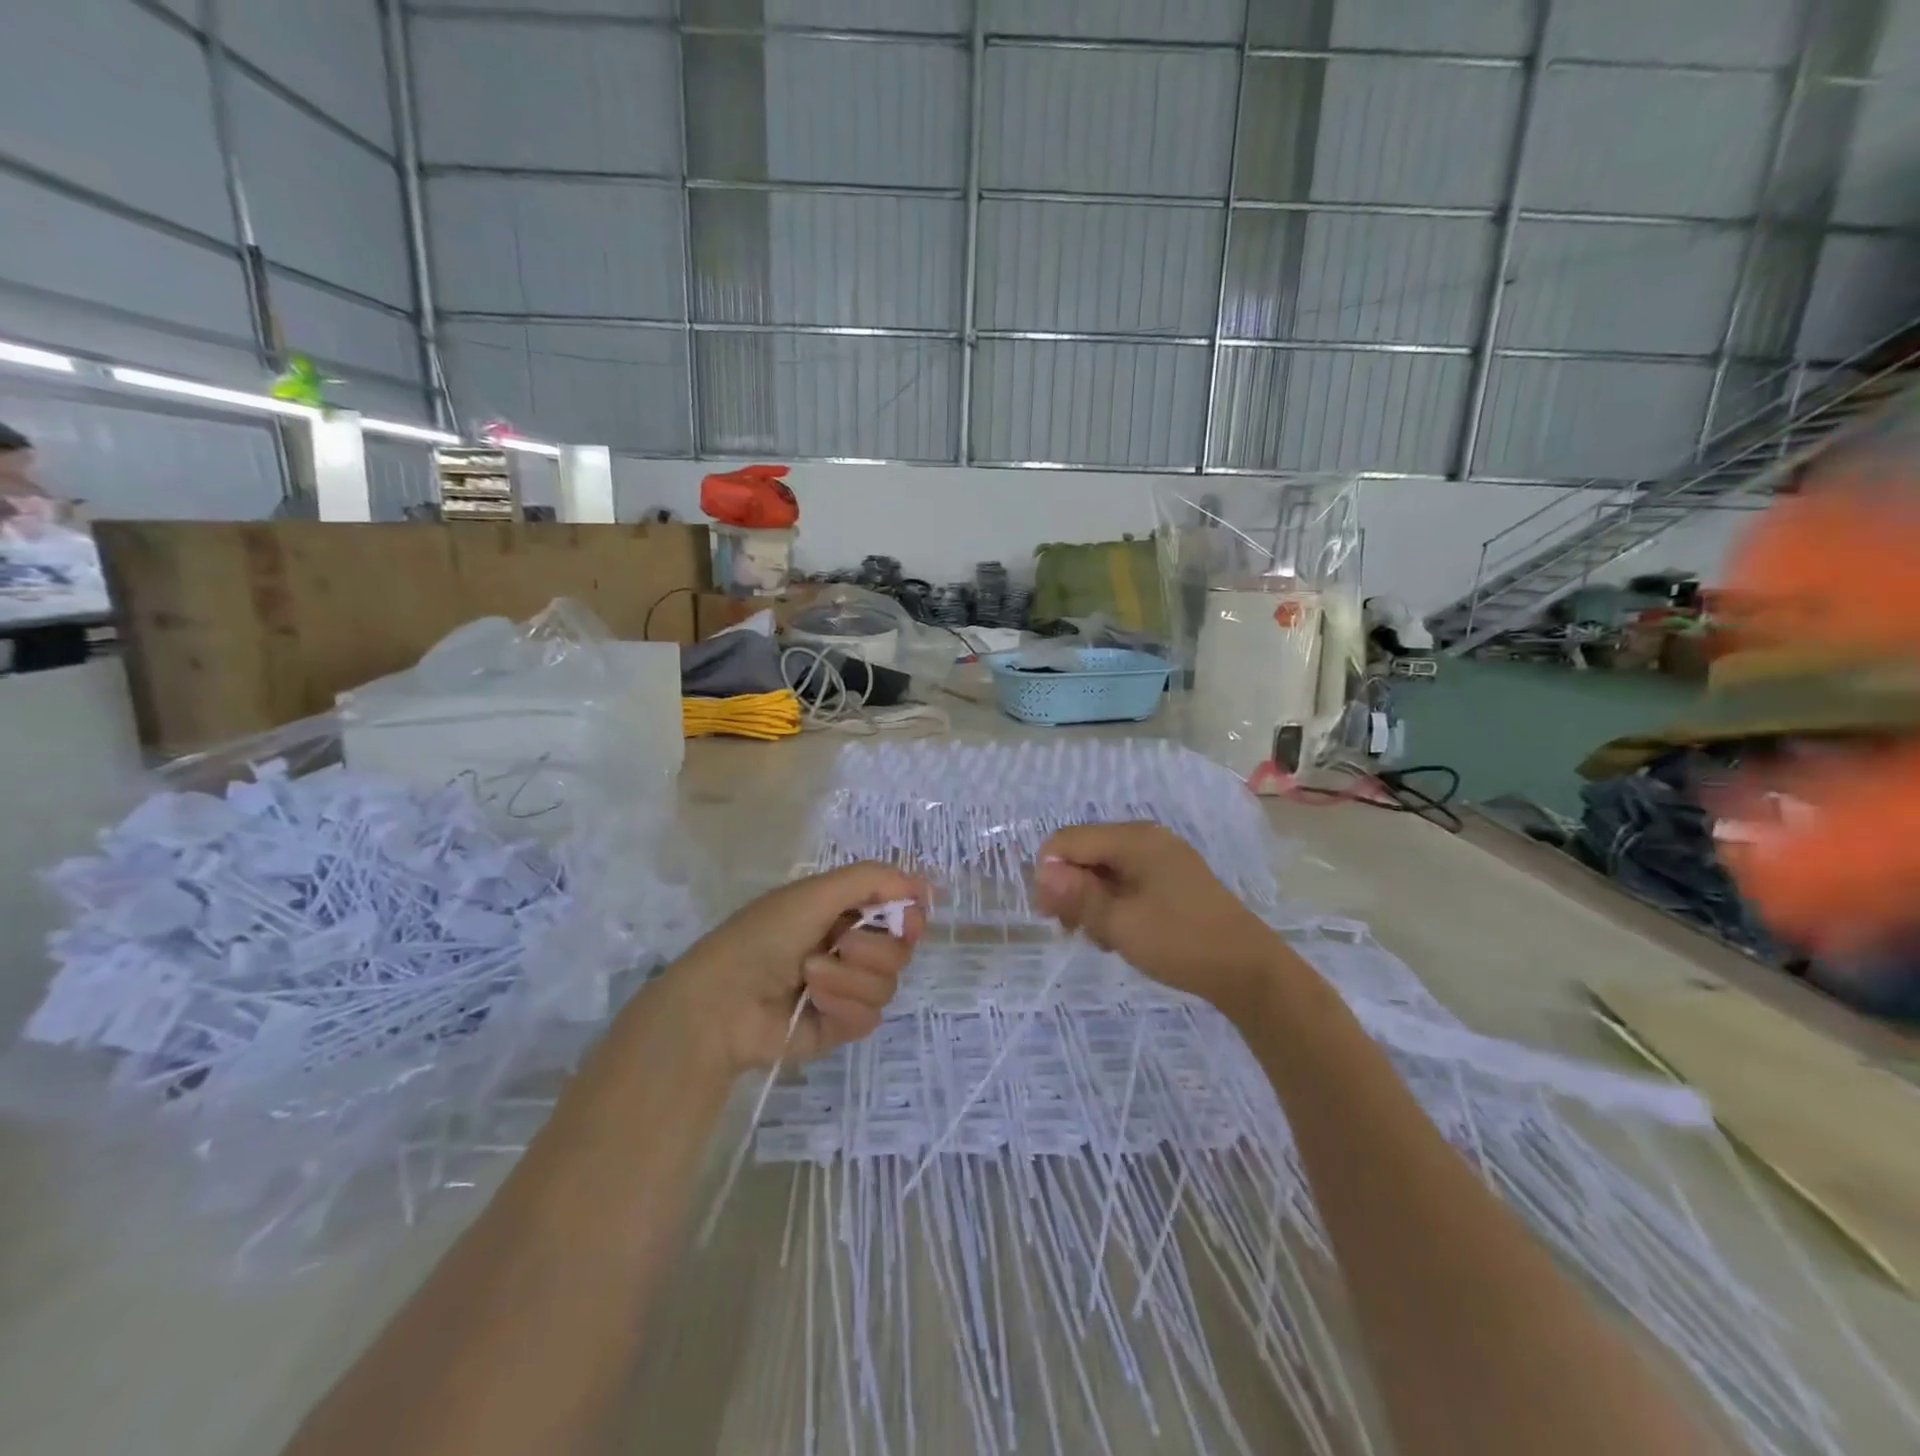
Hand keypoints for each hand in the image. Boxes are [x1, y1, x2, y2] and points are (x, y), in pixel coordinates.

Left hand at [660, 863, 926, 1075]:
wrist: (723, 1002)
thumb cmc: (764, 936)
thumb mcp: (815, 892)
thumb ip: (872, 880)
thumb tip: (924, 885)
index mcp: (844, 910)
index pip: (902, 911)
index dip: (910, 915)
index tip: (906, 920)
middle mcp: (851, 946)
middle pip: (902, 949)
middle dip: (871, 948)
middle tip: (840, 945)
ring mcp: (847, 988)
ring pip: (888, 984)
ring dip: (848, 978)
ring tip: (810, 975)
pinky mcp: (841, 1024)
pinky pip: (871, 1016)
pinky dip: (842, 1005)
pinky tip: (813, 1002)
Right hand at [1034, 823, 1279, 1012]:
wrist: (1248, 971)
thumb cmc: (1181, 942)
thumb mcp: (1120, 923)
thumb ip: (1077, 895)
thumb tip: (1042, 871)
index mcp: (1133, 839)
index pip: (1067, 840)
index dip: (1049, 874)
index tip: (1049, 916)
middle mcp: (1146, 839)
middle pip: (1085, 853)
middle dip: (1071, 890)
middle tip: (1073, 931)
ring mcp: (1161, 859)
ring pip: (1104, 871)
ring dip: (1091, 902)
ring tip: (1101, 939)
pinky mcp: (1171, 880)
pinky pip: (1126, 882)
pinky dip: (1114, 905)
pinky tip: (1120, 935)